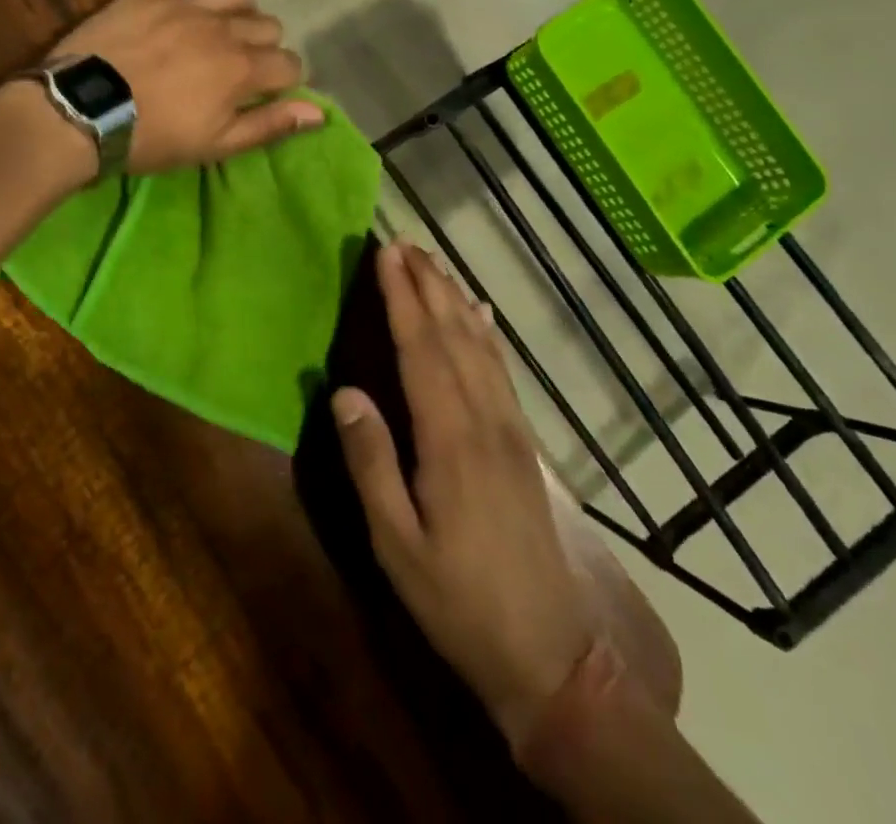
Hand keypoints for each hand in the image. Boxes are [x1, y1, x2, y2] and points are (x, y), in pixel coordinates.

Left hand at [50, 0, 322, 174]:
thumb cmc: (151, 137)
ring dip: (243, 9)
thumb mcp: (215, 145)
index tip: (265, 92)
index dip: (285, 80)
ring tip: (225, 26)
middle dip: (264, 48)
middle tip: (237, 68)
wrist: (82, 111)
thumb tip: (319, 112)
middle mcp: (224, 29)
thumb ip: (269, 125)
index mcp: (242, 70)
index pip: (289, 64)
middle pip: (269, 26)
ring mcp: (189, 4)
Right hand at [333, 242, 598, 748]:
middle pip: (453, 335)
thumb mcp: (397, 544)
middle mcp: (485, 420)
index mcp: (450, 440)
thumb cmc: (458, 601)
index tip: (386, 254)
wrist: (551, 655)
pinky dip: (486, 333)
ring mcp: (510, 429)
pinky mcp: (523, 444)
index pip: (421, 349)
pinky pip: (502, 371)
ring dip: (454, 299)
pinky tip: (480, 316)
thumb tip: (344, 390)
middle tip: (404, 241)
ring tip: (433, 263)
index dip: (403, 297)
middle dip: (427, 284)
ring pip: (480, 346)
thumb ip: (371, 463)